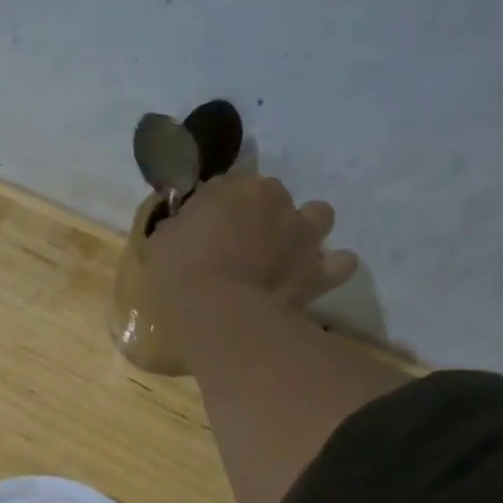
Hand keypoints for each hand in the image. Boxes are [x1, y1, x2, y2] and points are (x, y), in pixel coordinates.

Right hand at [145, 172, 356, 319]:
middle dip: (260, 214)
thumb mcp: (162, 241)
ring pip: (318, 216)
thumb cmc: (179, 275)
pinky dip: (331, 268)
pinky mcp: (319, 273)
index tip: (202, 227)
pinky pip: (340, 264)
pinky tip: (313, 278)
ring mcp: (303, 236)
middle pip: (273, 196)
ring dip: (304, 229)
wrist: (218, 318)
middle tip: (239, 243)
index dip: (215, 207)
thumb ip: (181, 226)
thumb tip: (186, 226)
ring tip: (284, 252)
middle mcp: (276, 202)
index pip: (227, 185)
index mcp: (236, 188)